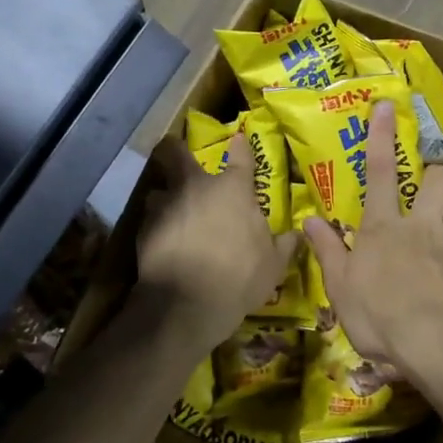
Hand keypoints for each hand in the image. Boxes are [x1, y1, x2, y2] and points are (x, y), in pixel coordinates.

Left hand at [137, 132, 297, 346]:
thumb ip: (284, 245)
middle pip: (177, 154)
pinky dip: (156, 226)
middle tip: (177, 155)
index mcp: (233, 189)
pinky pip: (150, 219)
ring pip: (159, 189)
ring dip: (165, 197)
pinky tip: (162, 242)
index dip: (241, 146)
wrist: (187, 304)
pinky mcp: (144, 228)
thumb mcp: (273, 265)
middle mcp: (197, 187)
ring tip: (170, 211)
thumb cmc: (239, 277)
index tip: (239, 138)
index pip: (240, 156)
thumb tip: (297, 234)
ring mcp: (166, 205)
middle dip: (175, 150)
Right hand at [302, 100, 442, 389]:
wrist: (441, 345)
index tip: (387, 106)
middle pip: (436, 178)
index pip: (379, 170)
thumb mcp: (341, 289)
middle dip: (433, 174)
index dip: (382, 135)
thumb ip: (328, 250)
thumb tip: (309, 219)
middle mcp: (421, 223)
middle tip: (426, 189)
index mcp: (383, 227)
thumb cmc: (382, 318)